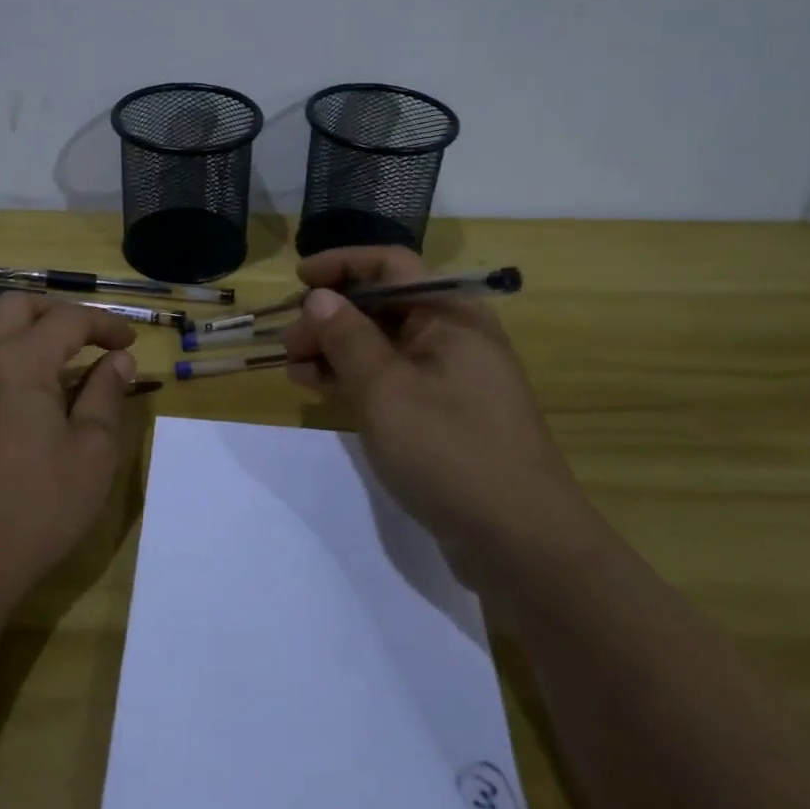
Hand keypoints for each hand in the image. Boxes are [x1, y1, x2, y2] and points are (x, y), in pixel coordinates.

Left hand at [0, 295, 137, 606]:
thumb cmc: (40, 505)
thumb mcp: (93, 450)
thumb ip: (106, 393)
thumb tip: (119, 360)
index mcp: (20, 360)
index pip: (68, 320)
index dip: (105, 326)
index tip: (130, 344)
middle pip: (16, 306)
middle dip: (56, 312)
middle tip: (88, 338)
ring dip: (14, 329)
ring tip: (43, 356)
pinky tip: (0, 391)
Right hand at [280, 246, 582, 568]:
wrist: (521, 544)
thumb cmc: (450, 451)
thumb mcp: (385, 390)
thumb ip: (347, 338)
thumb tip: (319, 297)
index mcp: (451, 316)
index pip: (392, 266)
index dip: (342, 264)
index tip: (298, 279)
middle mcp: (453, 338)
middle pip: (383, 306)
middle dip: (331, 316)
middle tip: (288, 342)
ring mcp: (450, 379)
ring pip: (383, 346)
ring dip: (336, 350)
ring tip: (294, 369)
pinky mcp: (444, 416)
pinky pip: (392, 380)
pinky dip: (355, 380)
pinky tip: (320, 390)